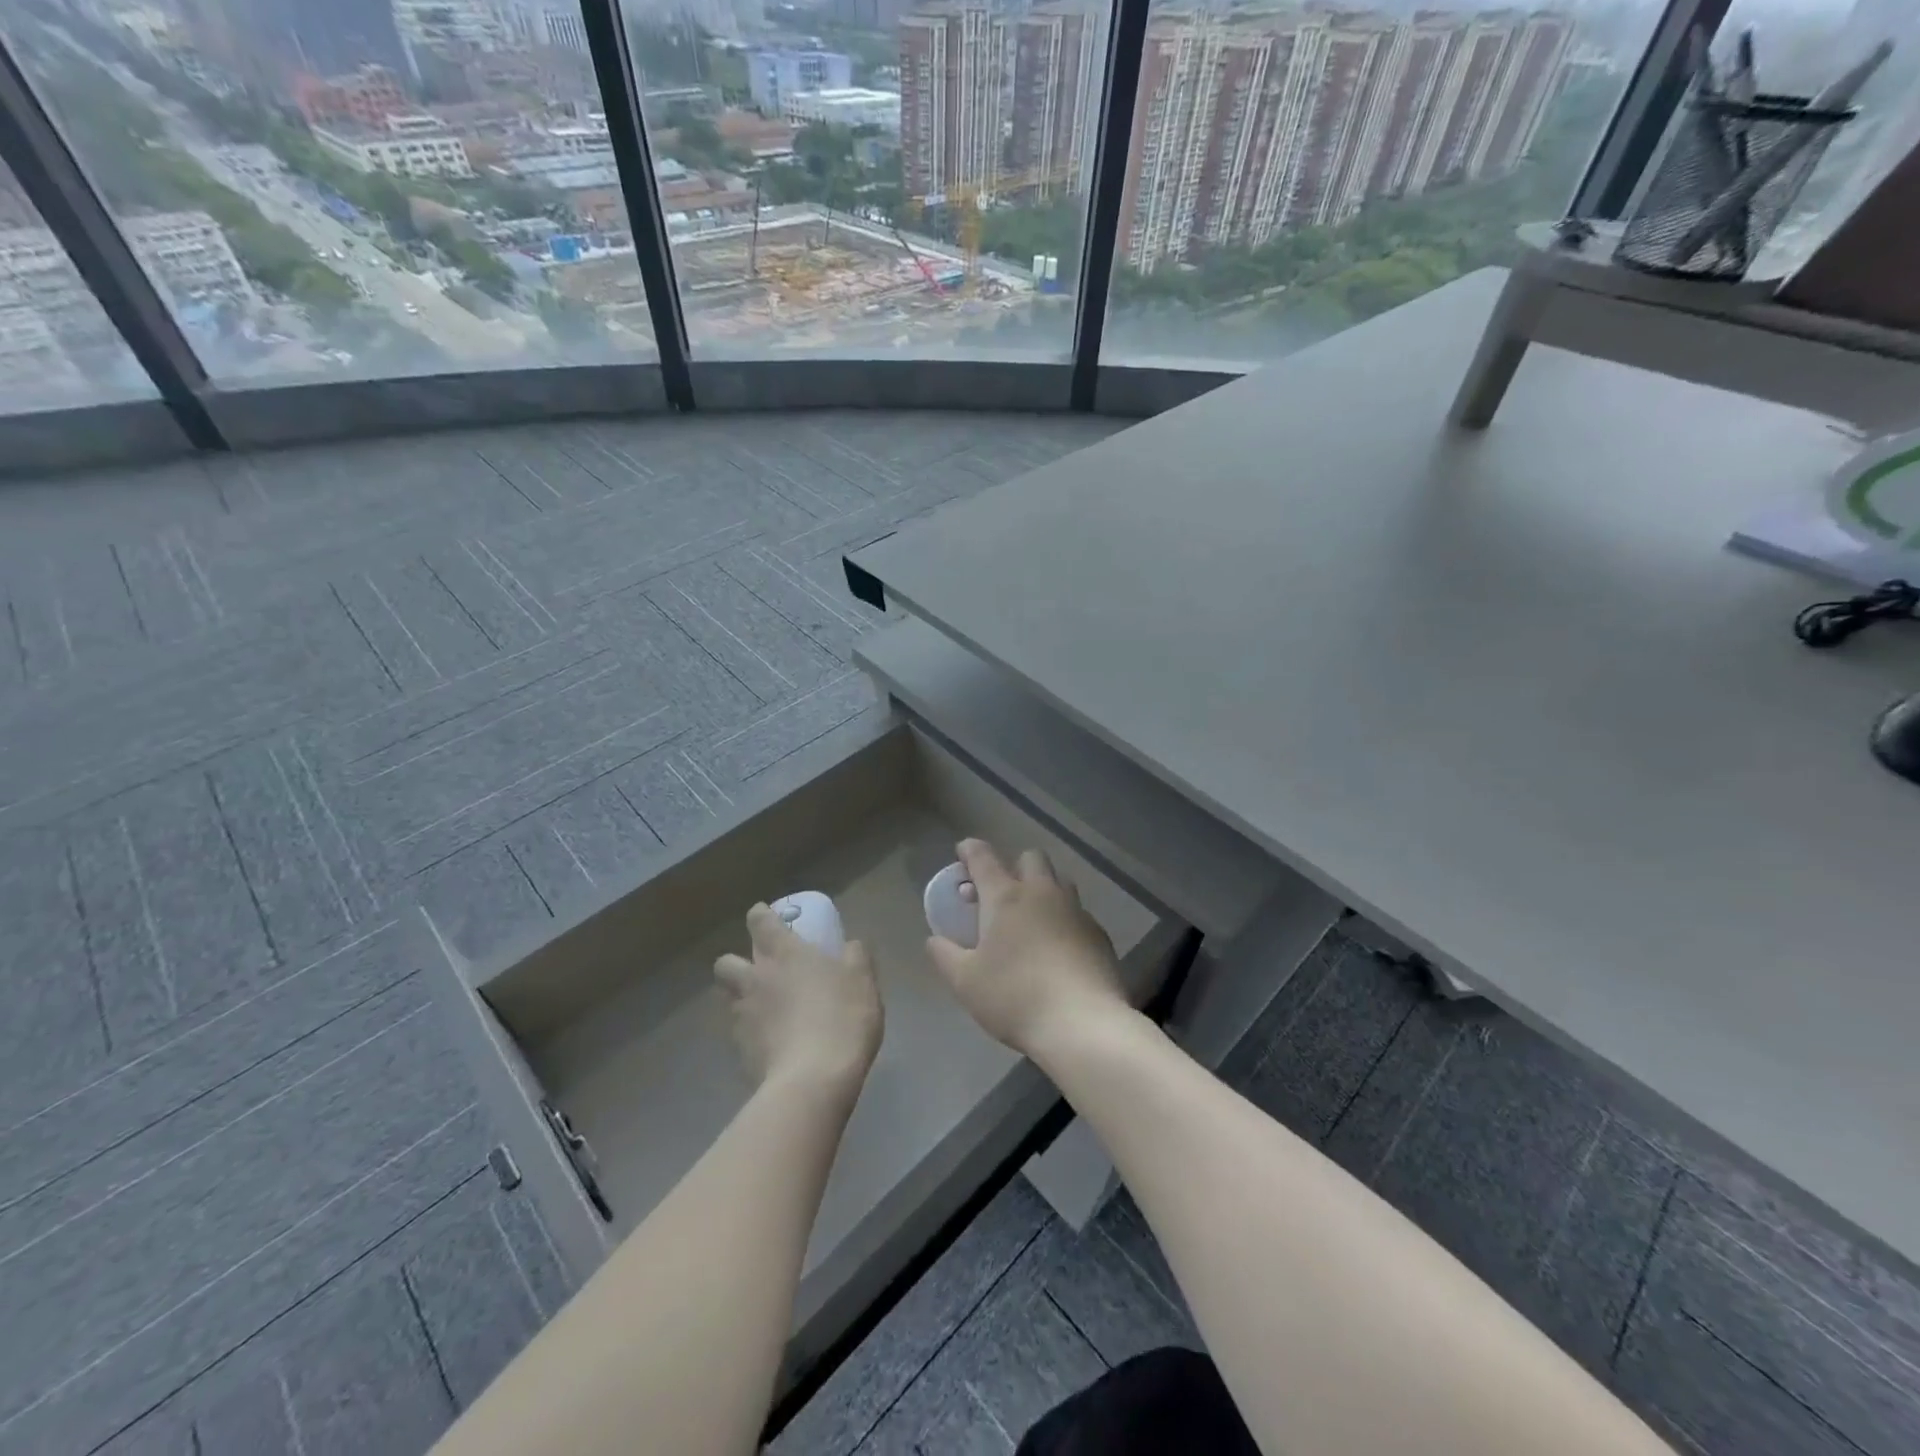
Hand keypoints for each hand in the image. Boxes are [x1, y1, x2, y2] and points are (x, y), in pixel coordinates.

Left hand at [715, 905, 882, 1093]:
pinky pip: (738, 1032)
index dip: (761, 916)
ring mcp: (743, 1016)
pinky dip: (750, 1032)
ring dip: (740, 997)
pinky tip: (771, 1041)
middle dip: (736, 962)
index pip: (760, 921)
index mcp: (784, 954)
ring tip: (764, 1008)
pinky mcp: (740, 1050)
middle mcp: (756, 979)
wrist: (814, 1079)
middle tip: (760, 970)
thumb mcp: (862, 981)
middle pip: (726, 961)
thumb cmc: (842, 1017)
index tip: (767, 917)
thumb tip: (851, 945)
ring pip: (727, 997)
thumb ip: (856, 957)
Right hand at [925, 839, 1128, 1059]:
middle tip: (1001, 893)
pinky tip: (1058, 948)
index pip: (983, 858)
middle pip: (1030, 858)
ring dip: (1043, 889)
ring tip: (1031, 919)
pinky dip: (1064, 920)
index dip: (970, 850)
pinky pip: (1078, 913)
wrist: (1082, 1024)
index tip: (963, 851)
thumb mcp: (965, 982)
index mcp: (1006, 897)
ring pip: (1059, 882)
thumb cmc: (1014, 997)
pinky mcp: (1099, 934)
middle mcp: (1043, 893)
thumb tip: (935, 939)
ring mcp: (1076, 911)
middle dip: (1014, 866)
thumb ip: (945, 955)